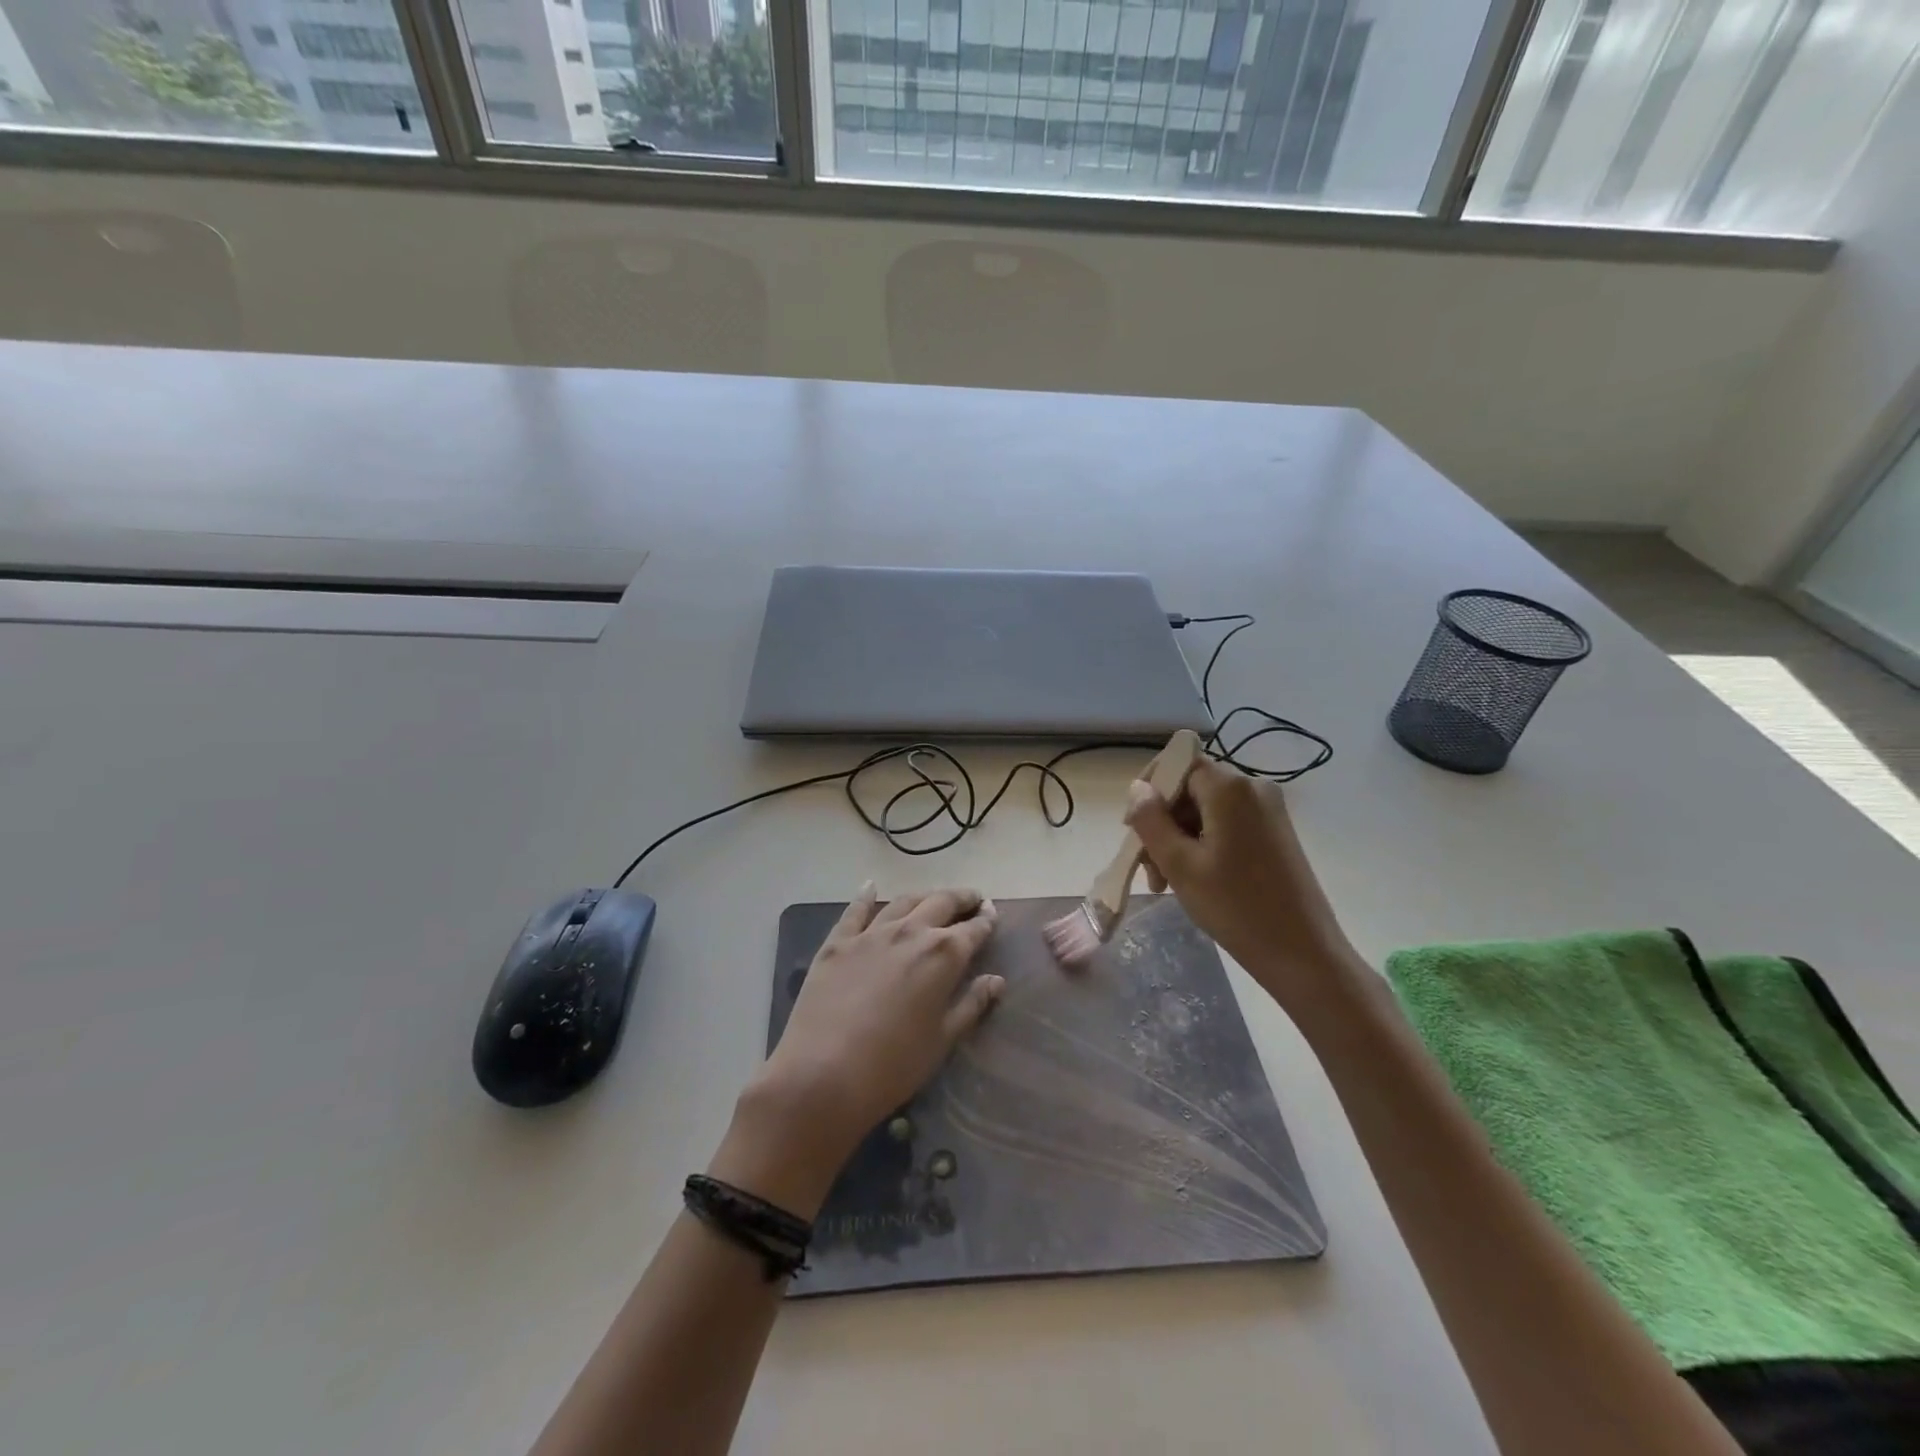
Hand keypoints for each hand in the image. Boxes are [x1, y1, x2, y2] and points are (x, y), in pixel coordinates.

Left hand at [721, 885, 1002, 1214]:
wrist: (823, 1073)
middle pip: (941, 903)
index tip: (993, 914)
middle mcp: (911, 932)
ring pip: (903, 902)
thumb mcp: (943, 1040)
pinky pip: (855, 910)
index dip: (986, 921)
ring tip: (932, 898)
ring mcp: (871, 933)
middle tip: (972, 899)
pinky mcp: (838, 942)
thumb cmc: (894, 1065)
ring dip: (923, 896)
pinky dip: (865, 895)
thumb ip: (972, 1005)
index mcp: (943, 955)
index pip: (973, 930)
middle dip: (961, 899)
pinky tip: (870, 887)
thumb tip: (995, 980)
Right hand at [1125, 759, 1357, 1011]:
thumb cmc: (1235, 907)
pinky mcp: (1276, 832)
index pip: (1178, 764)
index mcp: (1230, 788)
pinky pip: (1227, 824)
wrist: (1302, 954)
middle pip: (1191, 789)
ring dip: (1180, 839)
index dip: (1150, 791)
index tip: (1132, 829)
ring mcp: (1269, 810)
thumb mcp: (1179, 864)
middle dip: (1163, 823)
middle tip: (1149, 870)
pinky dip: (1203, 845)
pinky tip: (1194, 880)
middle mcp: (1253, 788)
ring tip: (1166, 883)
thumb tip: (1138, 788)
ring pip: (1206, 810)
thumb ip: (1151, 820)